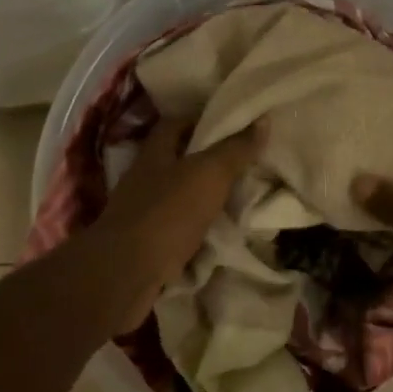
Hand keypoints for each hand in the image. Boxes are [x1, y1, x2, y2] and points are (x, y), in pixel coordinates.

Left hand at [91, 117, 264, 332]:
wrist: (129, 271)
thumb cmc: (168, 212)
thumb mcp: (209, 174)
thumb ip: (235, 149)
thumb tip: (263, 120)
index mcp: (154, 153)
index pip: (176, 124)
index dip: (202, 120)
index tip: (233, 125)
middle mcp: (144, 178)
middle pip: (177, 160)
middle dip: (207, 161)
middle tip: (244, 162)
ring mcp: (143, 213)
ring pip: (178, 196)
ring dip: (203, 197)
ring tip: (240, 197)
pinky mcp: (148, 244)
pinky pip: (179, 229)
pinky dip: (198, 229)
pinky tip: (221, 232)